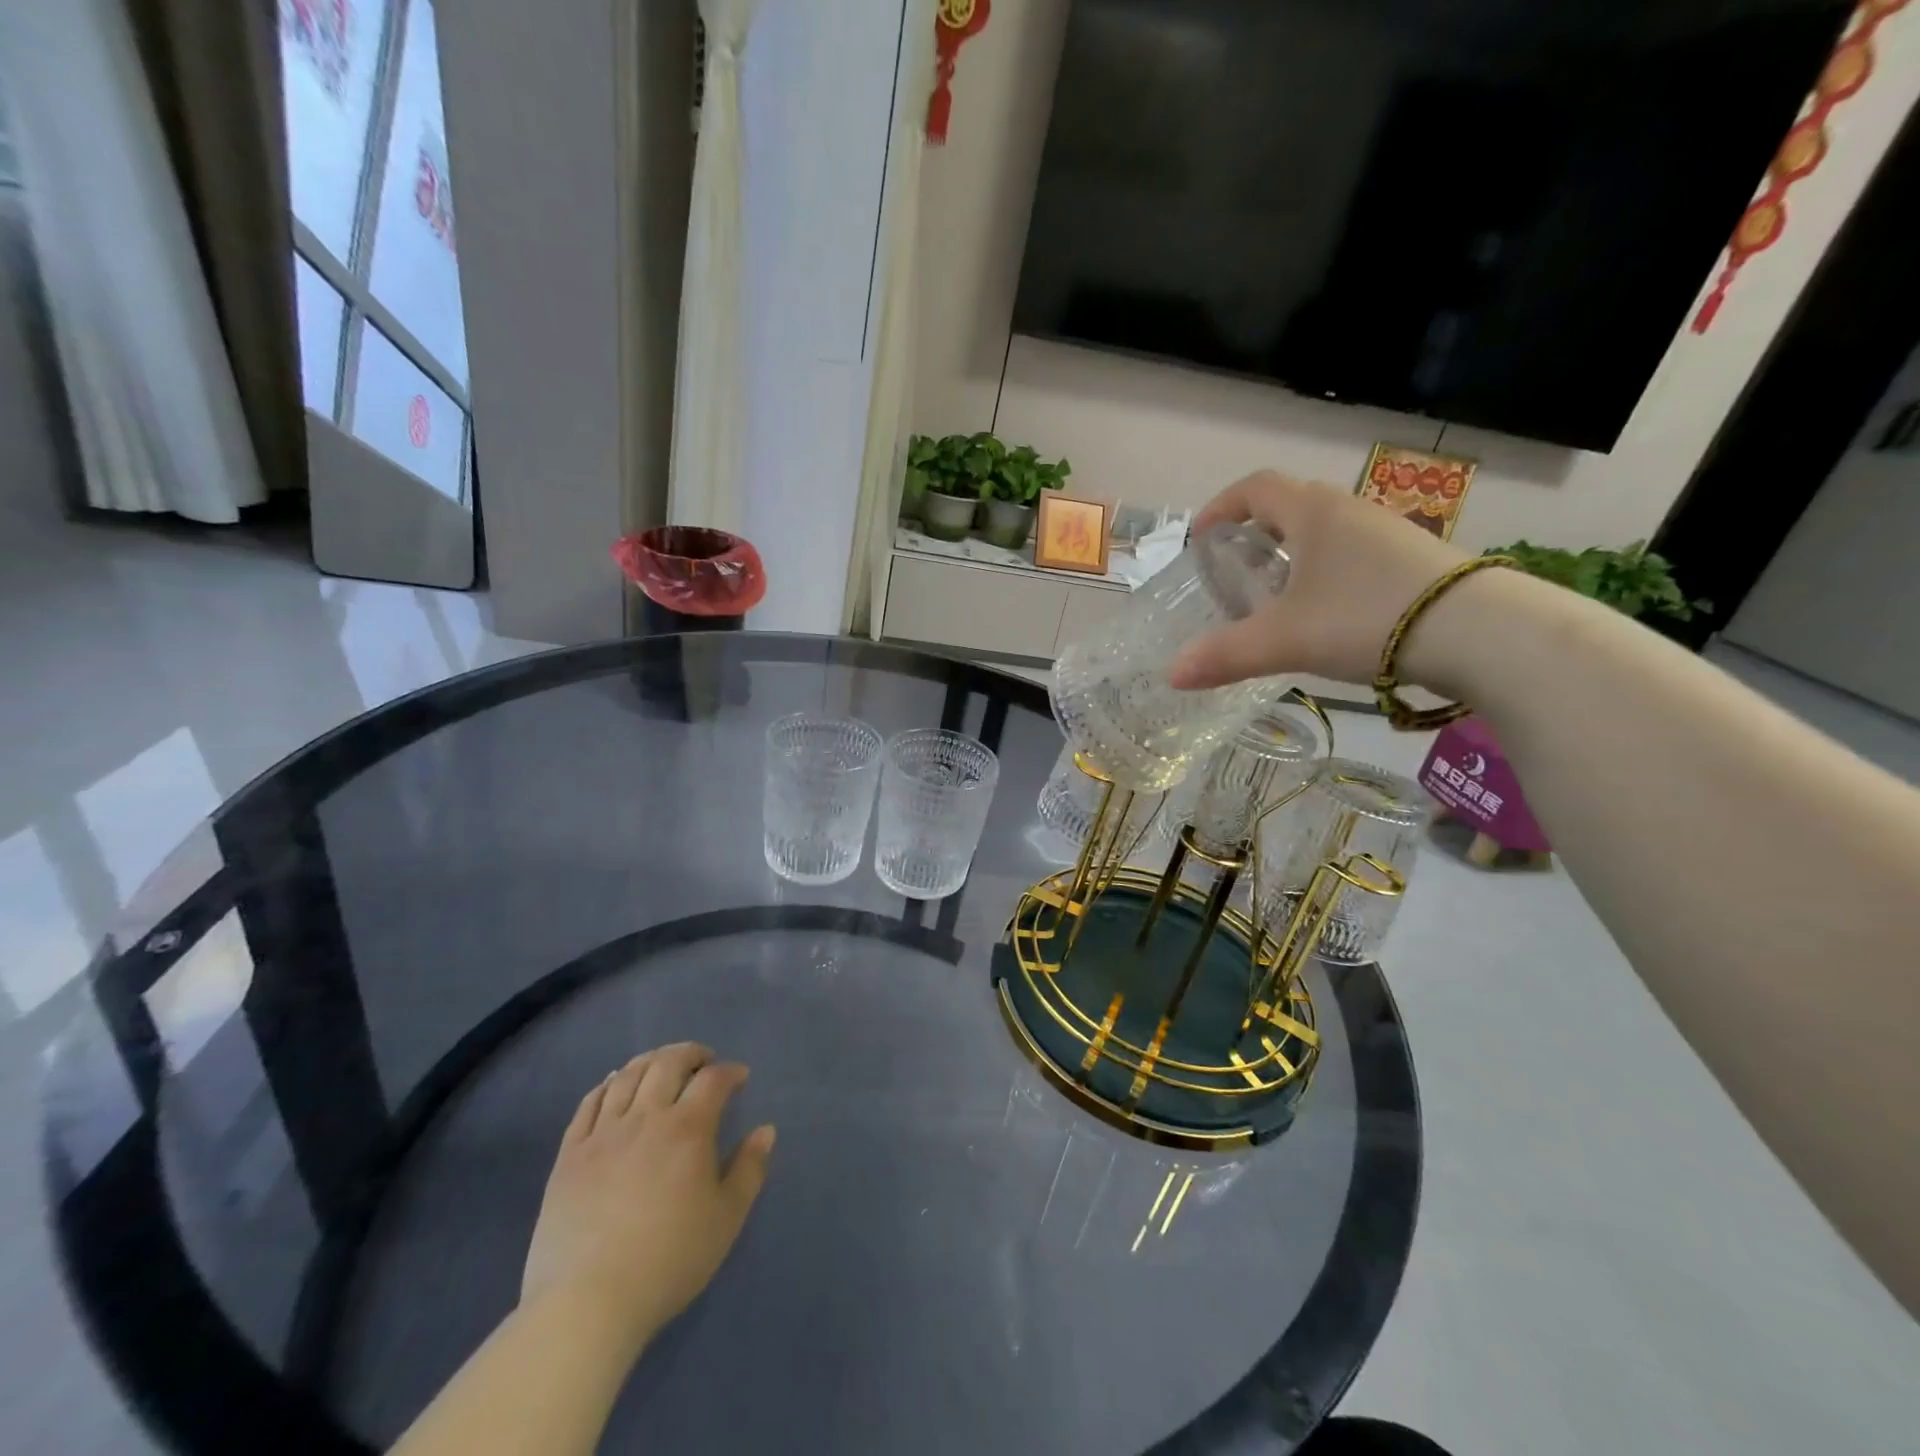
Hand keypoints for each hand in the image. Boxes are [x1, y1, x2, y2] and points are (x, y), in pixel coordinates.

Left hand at [521, 1043, 775, 1354]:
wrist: (587, 1304)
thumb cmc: (668, 1261)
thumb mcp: (726, 1219)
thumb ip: (749, 1169)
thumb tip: (765, 1130)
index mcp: (687, 1129)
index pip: (713, 1079)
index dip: (730, 1072)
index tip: (740, 1078)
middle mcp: (646, 1117)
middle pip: (668, 1063)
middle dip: (691, 1054)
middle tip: (703, 1062)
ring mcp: (603, 1133)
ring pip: (628, 1075)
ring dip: (651, 1061)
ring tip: (662, 1067)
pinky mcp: (570, 1154)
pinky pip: (589, 1103)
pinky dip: (607, 1085)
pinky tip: (614, 1085)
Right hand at [1168, 471, 1469, 690]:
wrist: (1480, 631)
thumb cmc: (1366, 617)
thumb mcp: (1284, 640)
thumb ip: (1225, 655)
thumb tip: (1172, 674)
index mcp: (1312, 513)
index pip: (1255, 488)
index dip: (1220, 507)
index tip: (1200, 538)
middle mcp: (1349, 510)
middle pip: (1289, 505)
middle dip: (1254, 533)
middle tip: (1234, 572)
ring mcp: (1387, 532)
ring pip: (1324, 531)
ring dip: (1292, 554)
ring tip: (1275, 597)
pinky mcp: (1413, 560)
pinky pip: (1352, 553)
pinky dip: (1325, 571)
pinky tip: (1326, 612)